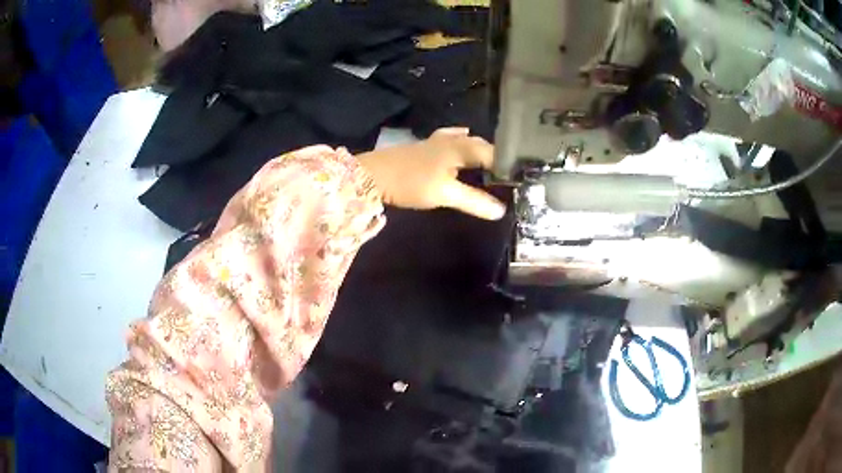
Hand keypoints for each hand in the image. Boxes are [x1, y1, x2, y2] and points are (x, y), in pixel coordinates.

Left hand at [357, 128, 505, 219]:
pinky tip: (464, 135)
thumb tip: (501, 210)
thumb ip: (474, 201)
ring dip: (483, 150)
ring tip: (494, 164)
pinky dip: (464, 140)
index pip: (494, 153)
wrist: (374, 174)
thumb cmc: (411, 182)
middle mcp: (454, 139)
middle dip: (498, 157)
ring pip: (469, 141)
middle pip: (483, 145)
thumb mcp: (445, 194)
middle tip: (510, 174)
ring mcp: (439, 140)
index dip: (509, 165)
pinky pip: (453, 137)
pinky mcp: (429, 145)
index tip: (521, 179)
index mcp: (461, 148)